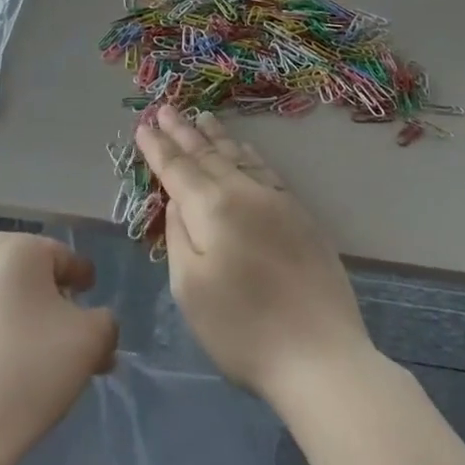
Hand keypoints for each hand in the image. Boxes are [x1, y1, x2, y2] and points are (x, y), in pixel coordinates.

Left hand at [0, 233, 116, 464]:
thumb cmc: (28, 371)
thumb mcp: (89, 342)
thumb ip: (105, 323)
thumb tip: (95, 325)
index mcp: (18, 246)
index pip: (66, 259)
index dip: (86, 286)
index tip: (97, 317)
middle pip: (36, 280)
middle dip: (61, 311)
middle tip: (80, 350)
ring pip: (9, 304)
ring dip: (34, 328)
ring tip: (51, 371)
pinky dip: (4, 342)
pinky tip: (15, 378)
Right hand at [136, 105, 373, 407]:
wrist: (321, 356)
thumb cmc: (243, 330)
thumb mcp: (190, 289)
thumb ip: (179, 236)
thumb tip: (179, 201)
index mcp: (212, 209)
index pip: (177, 169)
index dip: (158, 147)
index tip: (144, 125)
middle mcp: (244, 193)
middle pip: (207, 155)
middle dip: (183, 131)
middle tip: (166, 108)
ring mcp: (277, 201)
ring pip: (239, 157)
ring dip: (216, 137)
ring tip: (202, 117)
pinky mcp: (301, 216)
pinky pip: (266, 170)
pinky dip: (248, 154)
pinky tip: (244, 149)